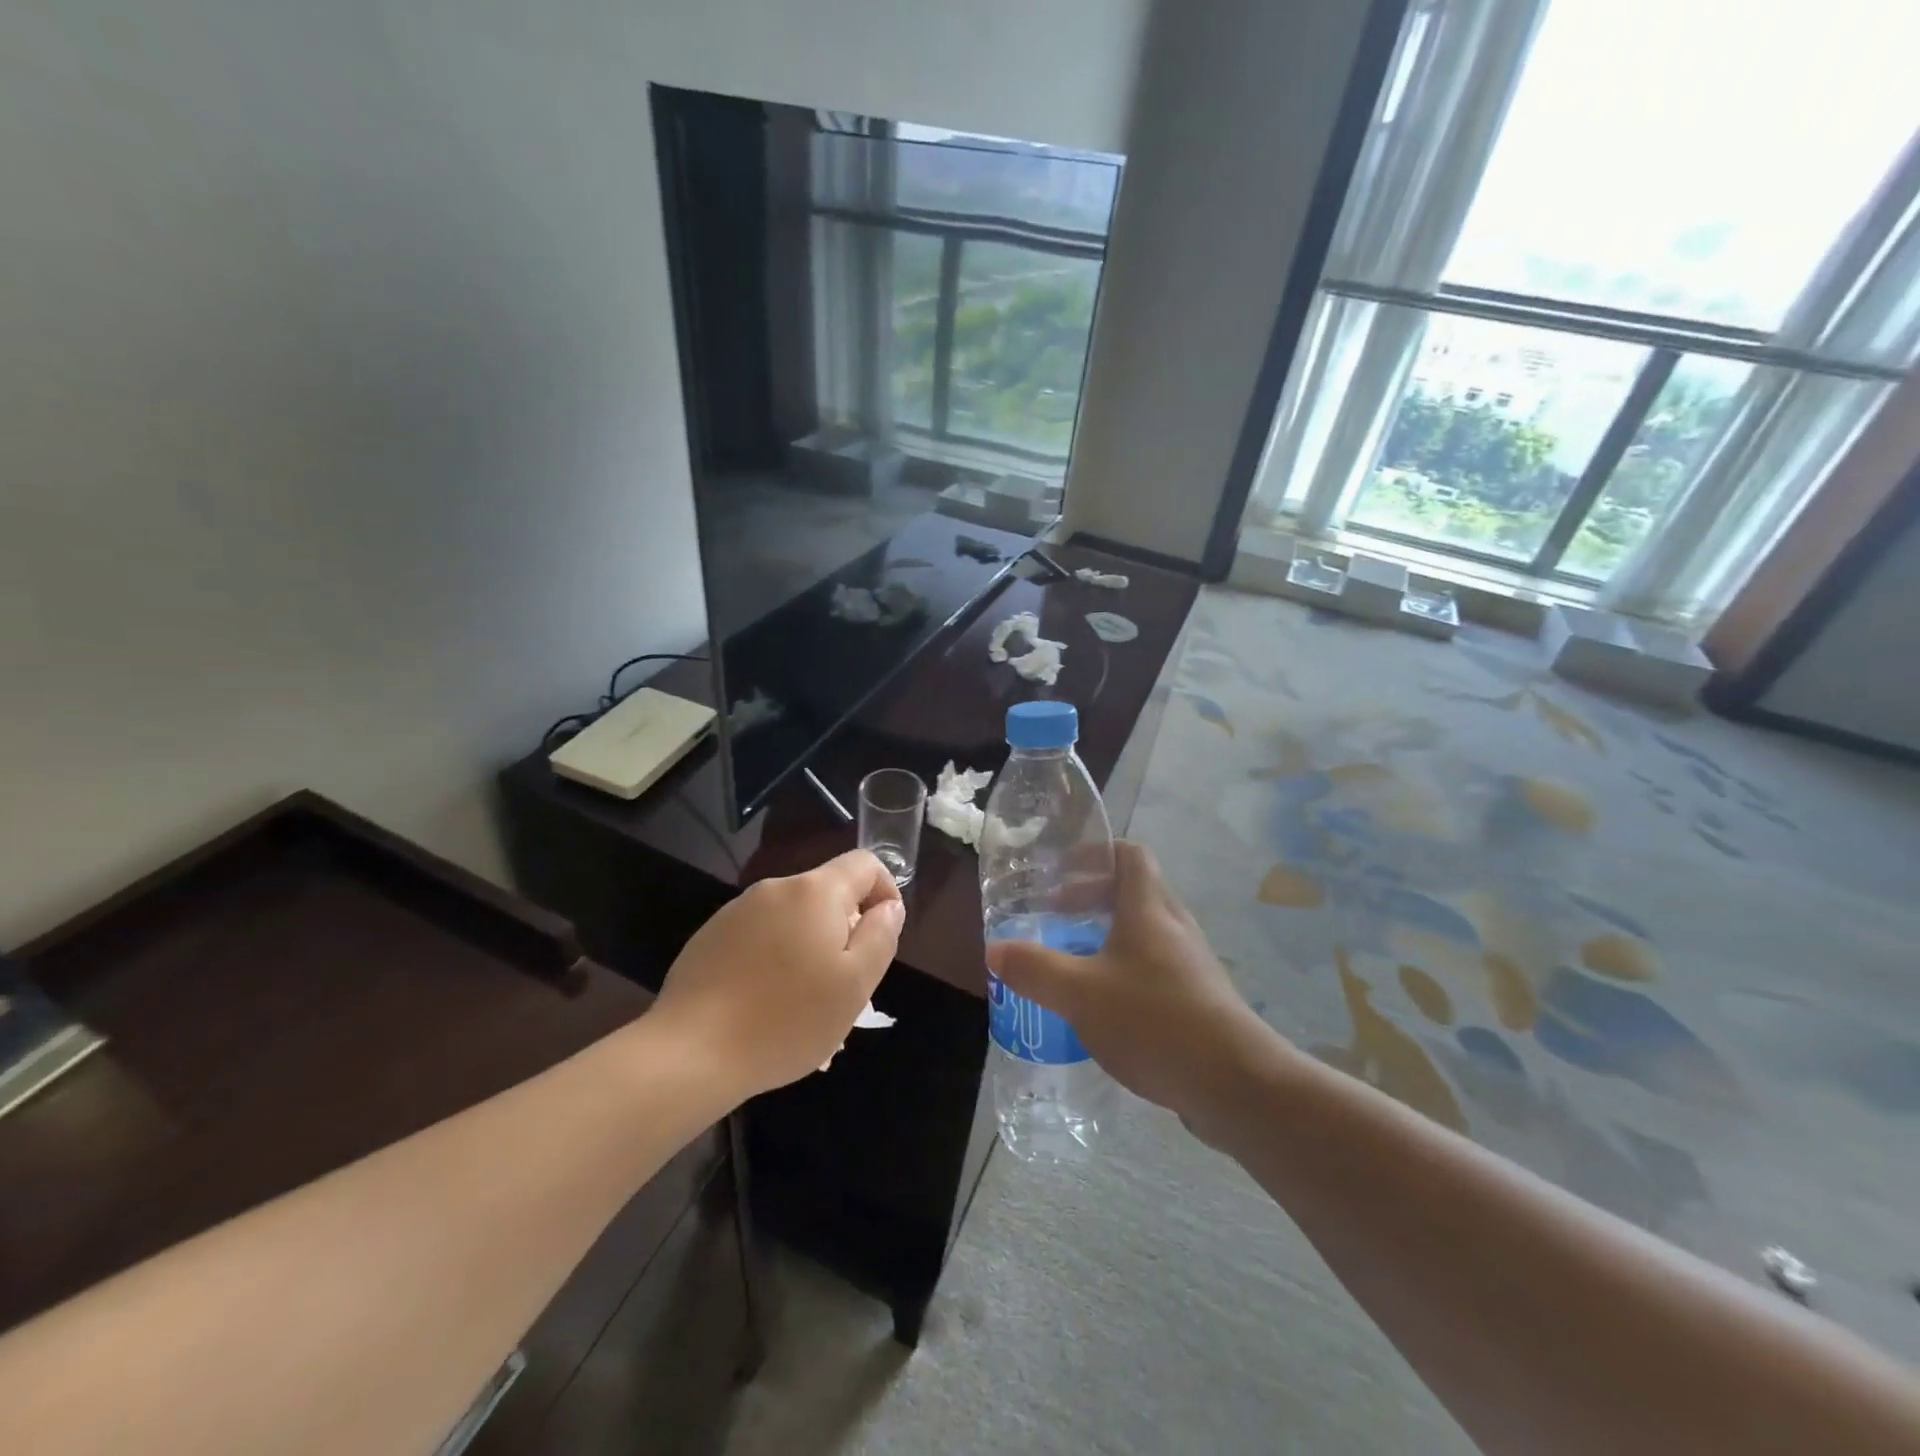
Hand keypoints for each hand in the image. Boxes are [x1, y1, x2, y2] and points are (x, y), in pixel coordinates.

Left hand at [653, 850, 904, 1098]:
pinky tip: (763, 1003)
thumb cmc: (787, 1020)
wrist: (691, 1052)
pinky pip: (759, 936)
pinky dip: (773, 958)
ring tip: (802, 1003)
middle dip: (844, 929)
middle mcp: (776, 889)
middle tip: (842, 985)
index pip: (865, 863)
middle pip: (827, 893)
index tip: (881, 937)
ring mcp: (737, 910)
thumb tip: (889, 907)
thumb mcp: (856, 985)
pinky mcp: (711, 936)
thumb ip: (881, 935)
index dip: (885, 892)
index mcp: (815, 891)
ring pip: (792, 918)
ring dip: (808, 947)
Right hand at [986, 842, 1279, 1134]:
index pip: (1130, 855)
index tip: (1063, 868)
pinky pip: (1157, 967)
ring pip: (1146, 932)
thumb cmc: (1154, 1020)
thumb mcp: (1080, 994)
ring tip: (1075, 960)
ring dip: (1109, 935)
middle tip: (1056, 915)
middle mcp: (1175, 927)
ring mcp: (1192, 964)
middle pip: (1135, 892)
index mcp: (1149, 909)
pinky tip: (1106, 1006)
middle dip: (1093, 897)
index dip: (1097, 852)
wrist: (1236, 1083)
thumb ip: (1035, 970)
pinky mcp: (1201, 999)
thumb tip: (996, 949)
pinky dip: (1127, 970)